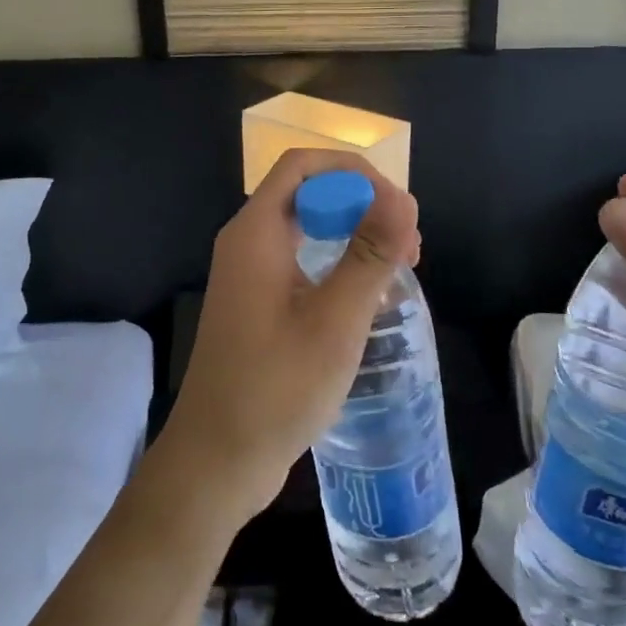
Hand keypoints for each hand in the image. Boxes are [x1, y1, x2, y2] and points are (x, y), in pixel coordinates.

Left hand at [156, 149, 420, 530]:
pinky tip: (368, 294)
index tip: (398, 209)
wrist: (217, 460)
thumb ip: (369, 256)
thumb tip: (403, 200)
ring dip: (353, 233)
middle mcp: (247, 242)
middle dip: (361, 203)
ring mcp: (250, 274)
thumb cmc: (275, 388)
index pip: (303, 166)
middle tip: (409, 242)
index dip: (354, 173)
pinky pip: (300, 260)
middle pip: (307, 192)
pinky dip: (336, 262)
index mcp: (256, 233)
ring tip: (400, 265)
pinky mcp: (257, 302)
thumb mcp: (334, 321)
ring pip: (306, 228)